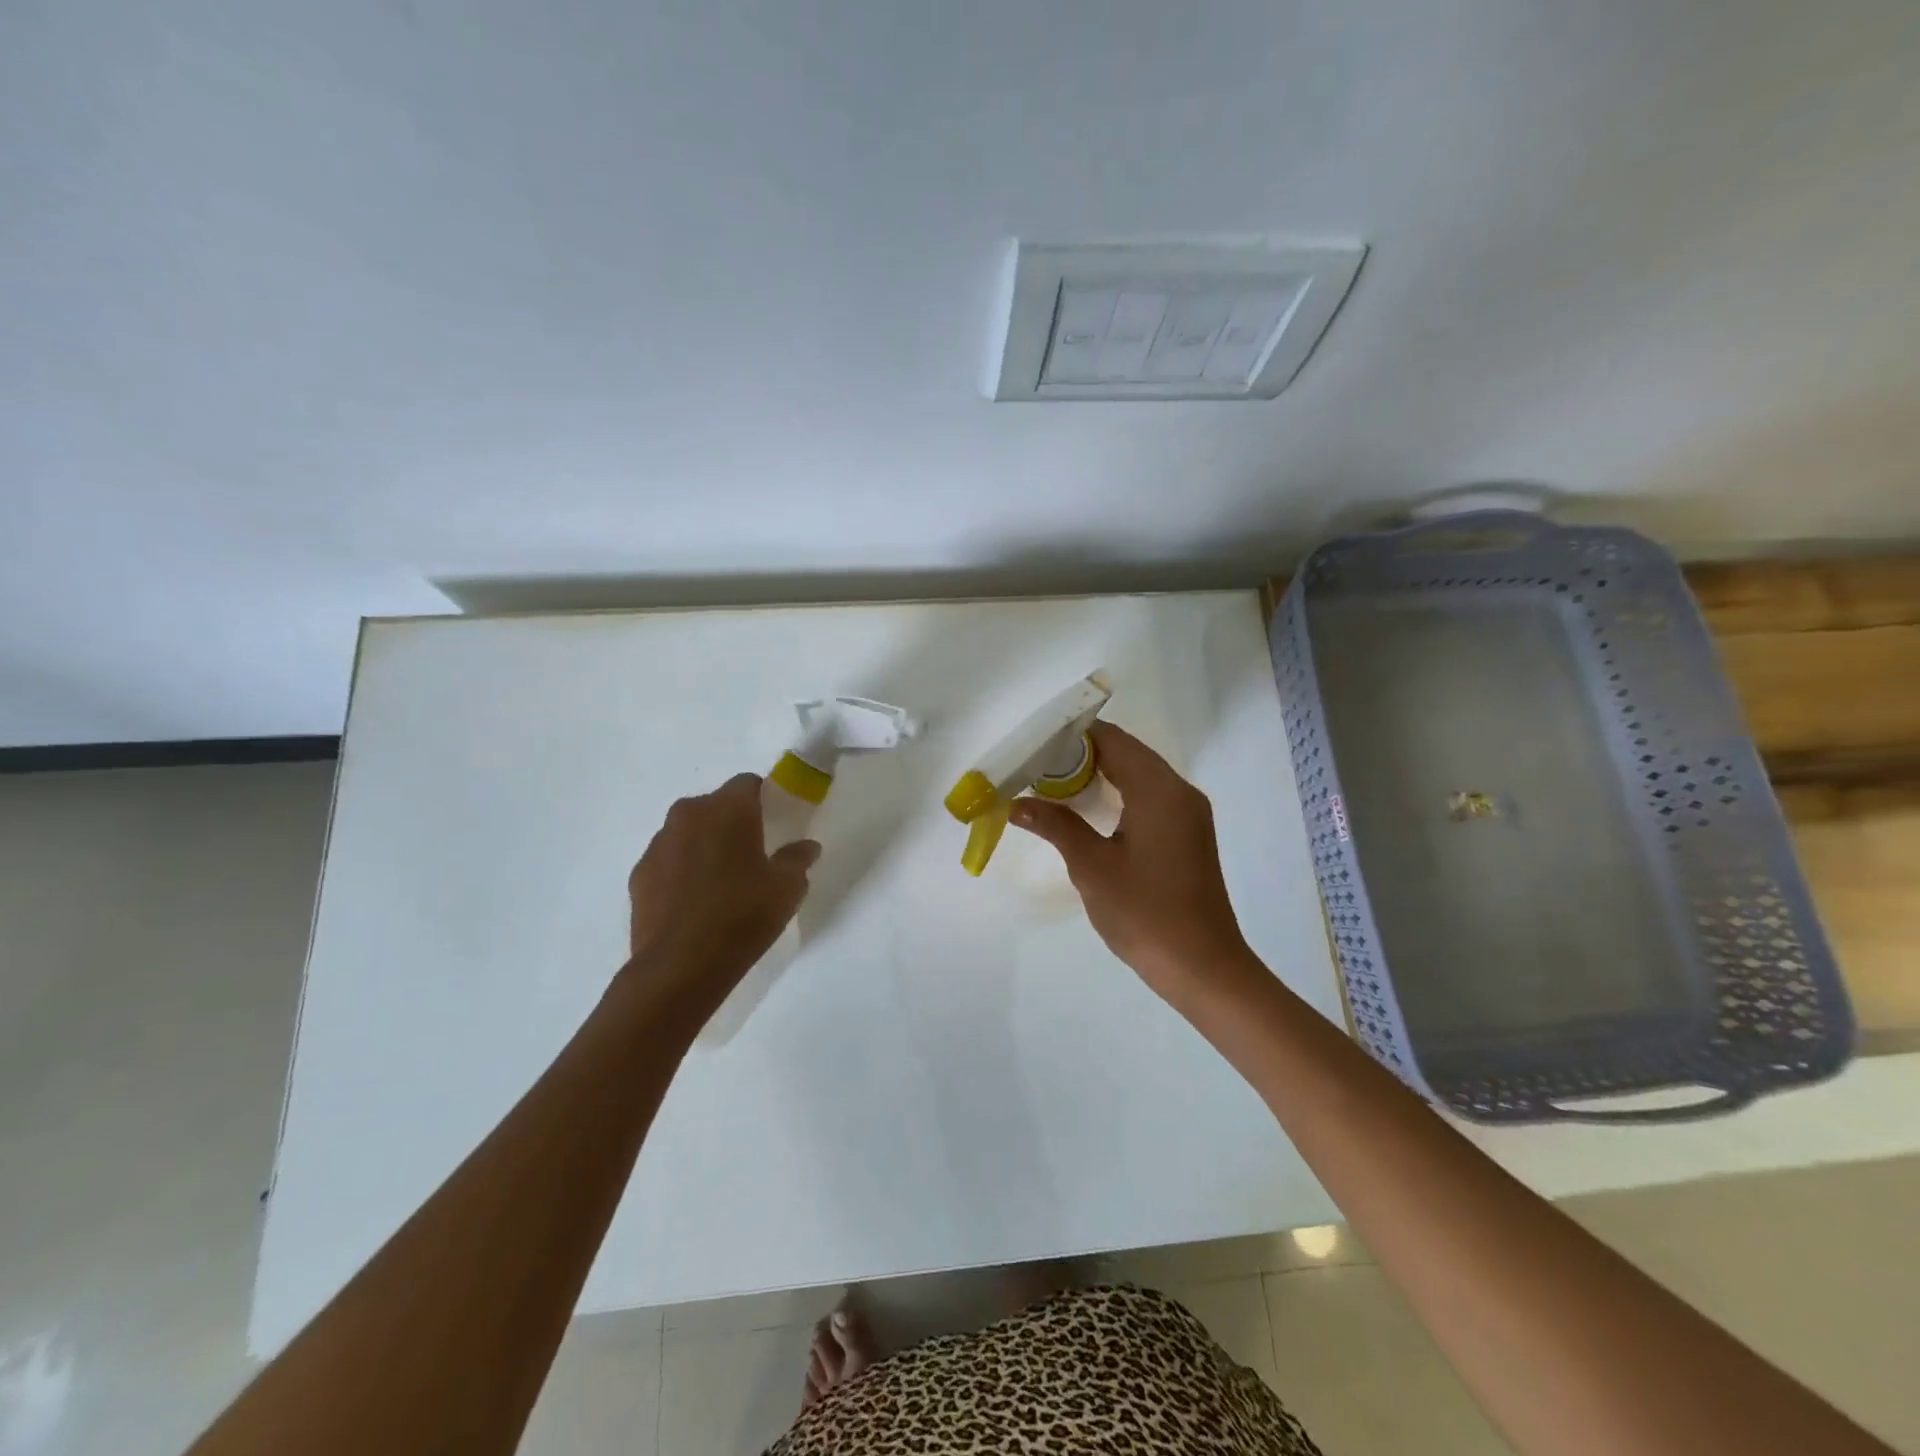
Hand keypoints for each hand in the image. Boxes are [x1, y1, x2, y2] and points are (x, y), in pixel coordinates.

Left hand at [625, 773, 819, 1013]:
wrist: (679, 967)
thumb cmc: (743, 916)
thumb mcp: (787, 888)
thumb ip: (798, 859)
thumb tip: (807, 847)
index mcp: (727, 809)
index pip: (748, 783)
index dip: (764, 798)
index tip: (775, 824)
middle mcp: (688, 815)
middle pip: (715, 805)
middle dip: (733, 822)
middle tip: (752, 854)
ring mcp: (658, 844)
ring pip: (689, 832)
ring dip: (705, 844)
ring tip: (722, 881)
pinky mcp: (639, 874)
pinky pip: (669, 859)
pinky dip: (683, 870)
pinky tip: (696, 901)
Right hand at [1010, 722, 1256, 1009]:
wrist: (1202, 967)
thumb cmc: (1145, 913)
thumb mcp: (1092, 867)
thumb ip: (1056, 825)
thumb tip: (1016, 803)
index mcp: (1160, 790)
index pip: (1113, 740)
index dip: (1073, 736)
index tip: (1034, 745)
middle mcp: (1179, 792)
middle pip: (1127, 753)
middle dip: (1081, 754)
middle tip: (1036, 766)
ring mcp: (1188, 814)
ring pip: (1138, 775)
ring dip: (1099, 774)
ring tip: (1052, 785)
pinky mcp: (1187, 835)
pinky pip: (1149, 797)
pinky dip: (1117, 794)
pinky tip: (1088, 812)